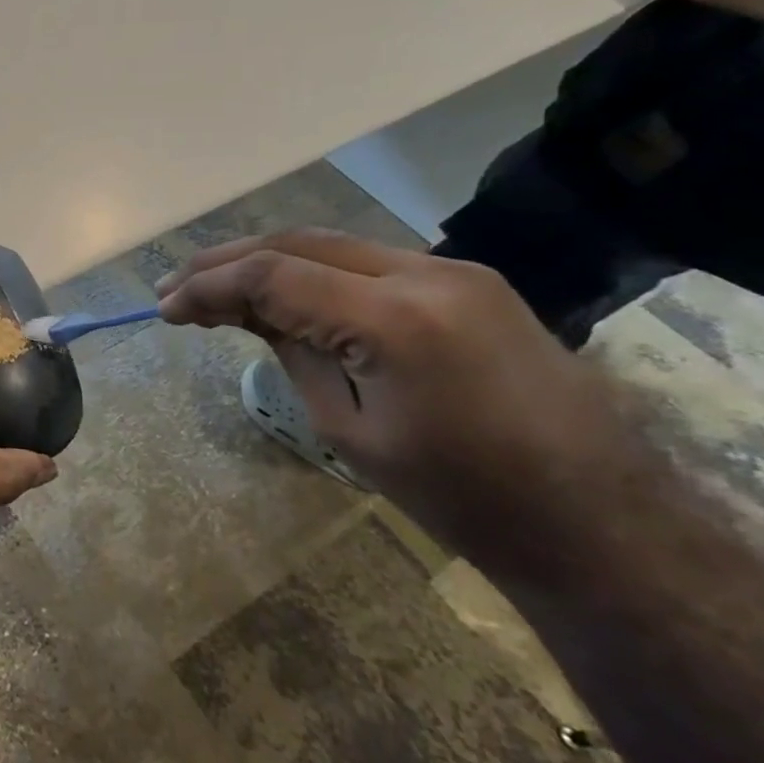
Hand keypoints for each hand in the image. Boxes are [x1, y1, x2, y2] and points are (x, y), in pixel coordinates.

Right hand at [155, 230, 624, 568]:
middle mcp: (425, 274)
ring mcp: (453, 270)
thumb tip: (244, 311)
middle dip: (226, 261)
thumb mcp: (350, 429)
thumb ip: (293, 352)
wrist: (599, 522)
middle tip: (175, 287)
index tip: (163, 307)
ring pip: (329, 242)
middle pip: (296, 241)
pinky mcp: (466, 281)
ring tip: (216, 287)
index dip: (207, 285)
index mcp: (396, 321)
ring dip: (265, 259)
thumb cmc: (461, 496)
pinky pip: (365, 260)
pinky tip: (283, 291)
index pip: (273, 275)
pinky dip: (310, 269)